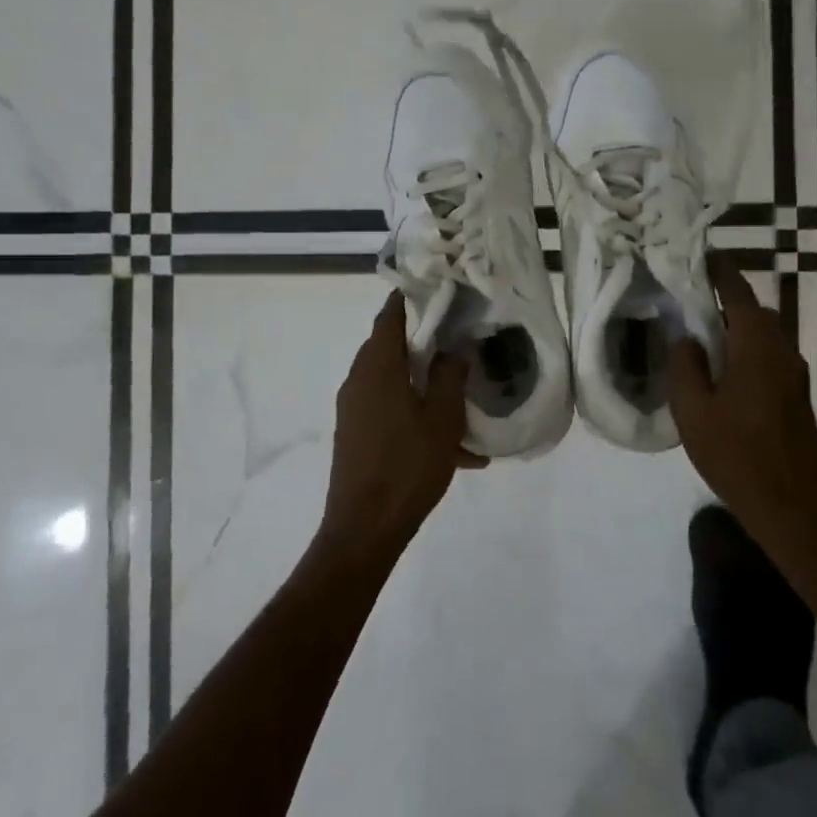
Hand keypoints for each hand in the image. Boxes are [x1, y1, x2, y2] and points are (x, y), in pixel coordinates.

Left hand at [319, 292, 486, 565]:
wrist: (364, 529)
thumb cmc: (407, 467)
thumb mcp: (442, 419)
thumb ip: (449, 377)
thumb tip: (454, 350)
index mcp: (377, 366)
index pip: (390, 315)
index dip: (413, 297)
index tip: (440, 287)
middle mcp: (358, 379)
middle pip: (392, 345)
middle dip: (425, 339)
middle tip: (461, 334)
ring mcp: (354, 408)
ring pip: (393, 379)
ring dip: (424, 380)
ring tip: (462, 391)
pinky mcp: (356, 433)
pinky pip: (390, 408)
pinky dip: (417, 411)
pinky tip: (454, 443)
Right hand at [668, 257, 816, 541]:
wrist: (793, 507)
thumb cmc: (737, 455)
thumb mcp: (694, 411)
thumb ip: (685, 366)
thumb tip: (687, 338)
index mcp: (757, 347)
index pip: (738, 293)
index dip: (719, 272)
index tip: (700, 255)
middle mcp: (782, 352)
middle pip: (755, 312)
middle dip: (727, 301)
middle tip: (692, 304)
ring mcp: (795, 375)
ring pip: (765, 336)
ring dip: (738, 329)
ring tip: (702, 340)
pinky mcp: (798, 397)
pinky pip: (770, 358)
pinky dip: (747, 352)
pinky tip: (723, 375)